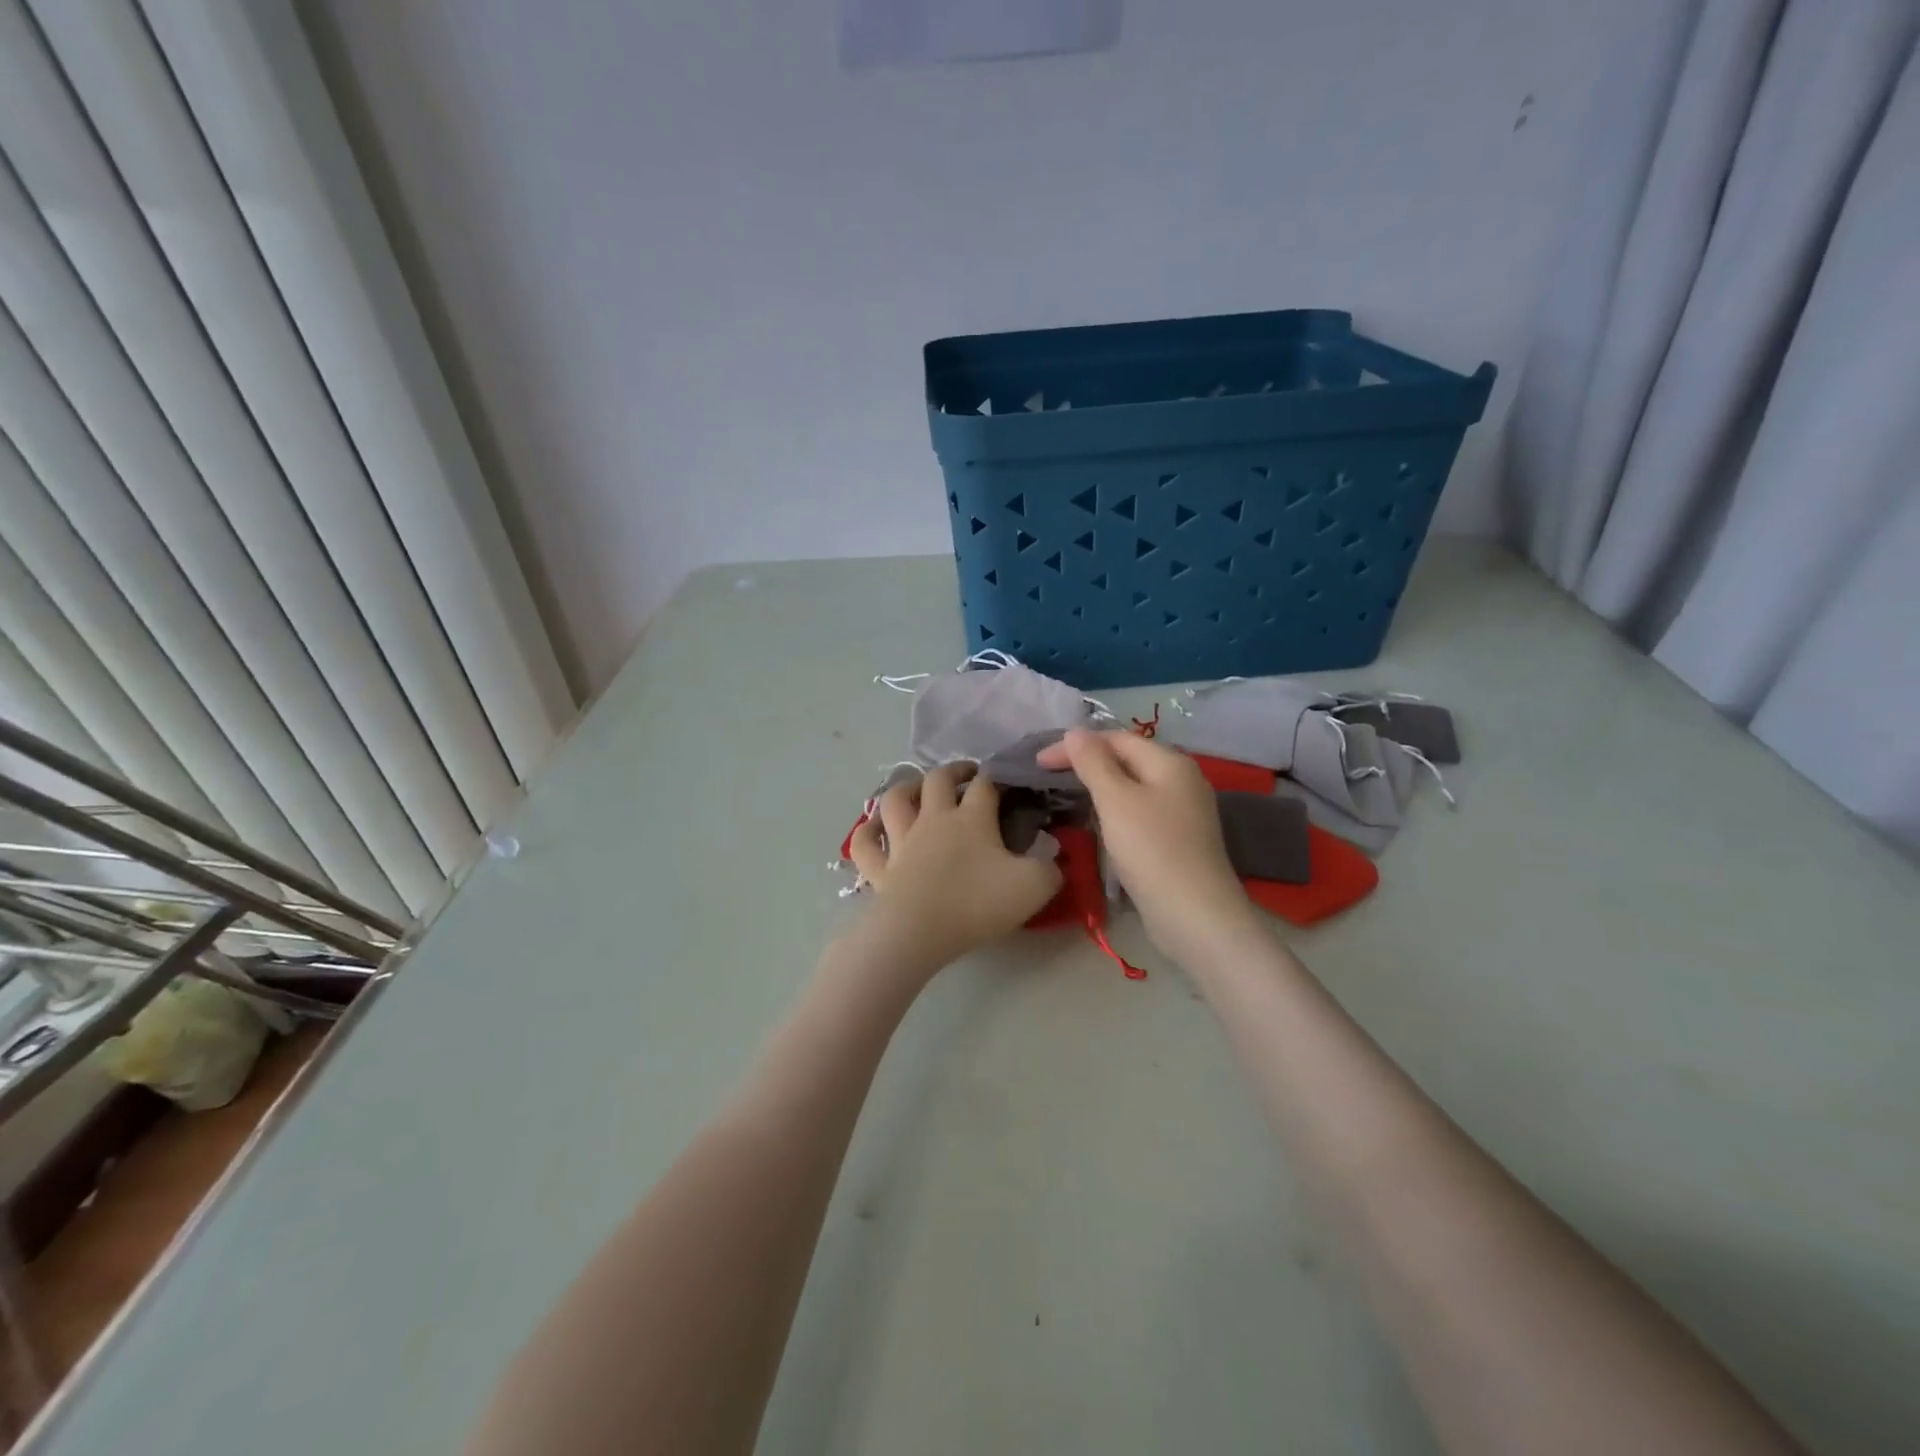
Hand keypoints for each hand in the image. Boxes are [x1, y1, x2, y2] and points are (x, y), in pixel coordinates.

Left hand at [846, 762, 1062, 974]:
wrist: (919, 931)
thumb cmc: (977, 904)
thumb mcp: (1034, 887)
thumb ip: (1050, 868)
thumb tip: (1054, 855)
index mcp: (972, 818)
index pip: (986, 785)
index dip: (997, 778)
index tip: (1007, 782)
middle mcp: (934, 819)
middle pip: (938, 779)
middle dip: (953, 770)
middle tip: (965, 774)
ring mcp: (902, 841)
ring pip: (896, 800)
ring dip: (906, 788)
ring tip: (918, 788)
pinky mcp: (880, 867)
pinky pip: (865, 843)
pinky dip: (867, 831)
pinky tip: (873, 826)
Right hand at [1038, 730, 1258, 955]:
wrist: (1194, 914)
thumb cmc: (1151, 850)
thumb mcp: (1115, 800)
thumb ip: (1093, 763)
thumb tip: (1075, 732)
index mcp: (1170, 762)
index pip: (1116, 738)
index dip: (1076, 745)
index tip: (1039, 762)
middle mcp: (1181, 779)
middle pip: (1127, 759)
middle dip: (1087, 763)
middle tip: (1049, 776)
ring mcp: (1183, 811)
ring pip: (1133, 787)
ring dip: (1100, 787)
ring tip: (1068, 796)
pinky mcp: (1178, 838)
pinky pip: (1140, 811)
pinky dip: (1115, 810)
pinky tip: (1099, 824)